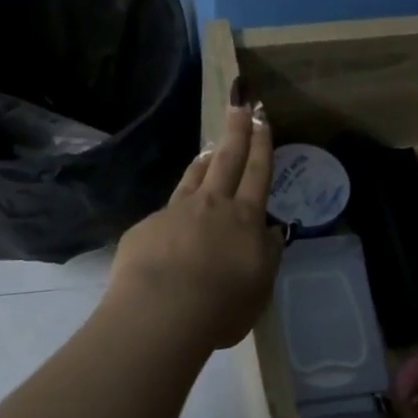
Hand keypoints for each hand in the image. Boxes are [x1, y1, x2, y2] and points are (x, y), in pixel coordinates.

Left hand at [106, 95, 282, 351]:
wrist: (161, 312)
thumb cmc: (221, 306)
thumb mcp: (260, 288)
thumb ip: (268, 256)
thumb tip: (272, 232)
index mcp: (244, 219)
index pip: (257, 174)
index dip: (261, 146)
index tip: (262, 120)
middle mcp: (211, 207)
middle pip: (226, 161)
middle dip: (236, 132)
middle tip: (240, 105)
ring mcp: (175, 213)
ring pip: (193, 179)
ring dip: (204, 161)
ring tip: (209, 148)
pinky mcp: (146, 228)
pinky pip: (165, 212)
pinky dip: (175, 209)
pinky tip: (173, 221)